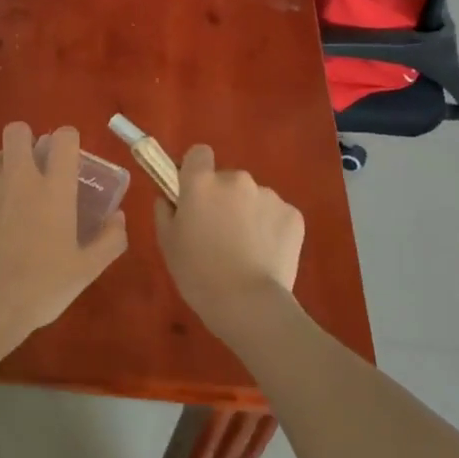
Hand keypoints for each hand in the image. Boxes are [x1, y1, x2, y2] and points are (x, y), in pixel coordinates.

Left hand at [0, 123, 127, 356]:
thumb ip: (110, 239)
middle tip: (34, 168)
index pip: (63, 138)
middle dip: (26, 141)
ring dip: (7, 170)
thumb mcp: (87, 270)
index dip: (67, 140)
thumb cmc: (41, 289)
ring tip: (11, 201)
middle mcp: (19, 179)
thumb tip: (118, 217)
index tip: (68, 157)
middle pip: (17, 131)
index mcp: (53, 189)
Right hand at [154, 145, 303, 332]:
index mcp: (202, 182)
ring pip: (253, 198)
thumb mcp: (167, 243)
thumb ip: (165, 211)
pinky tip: (265, 256)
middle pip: (227, 180)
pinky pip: (275, 215)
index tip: (193, 193)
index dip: (195, 170)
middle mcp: (237, 179)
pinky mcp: (293, 215)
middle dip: (223, 199)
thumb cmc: (198, 274)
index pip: (199, 153)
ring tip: (245, 251)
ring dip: (247, 214)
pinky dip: (270, 229)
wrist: (248, 304)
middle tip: (218, 234)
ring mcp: (269, 195)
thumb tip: (169, 197)